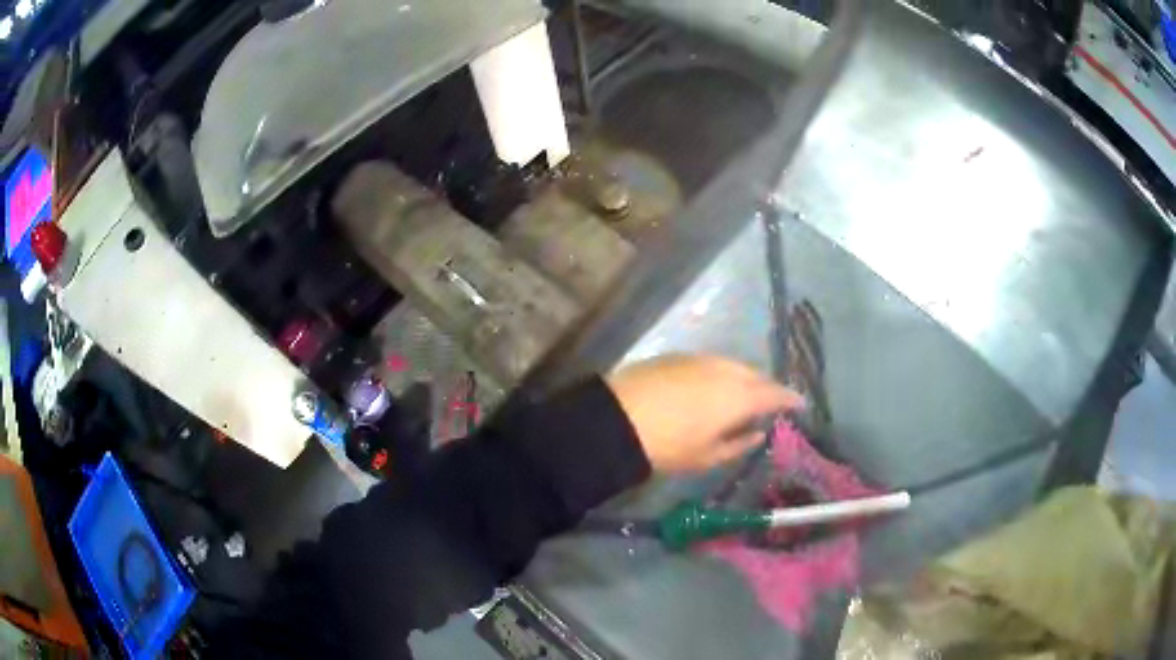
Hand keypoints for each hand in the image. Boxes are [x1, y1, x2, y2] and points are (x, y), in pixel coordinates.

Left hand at [606, 354, 804, 472]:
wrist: (615, 419)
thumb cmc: (668, 446)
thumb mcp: (706, 456)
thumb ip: (738, 444)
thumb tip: (757, 433)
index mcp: (739, 395)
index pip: (775, 393)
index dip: (790, 399)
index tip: (800, 404)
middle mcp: (725, 370)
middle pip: (754, 375)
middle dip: (765, 387)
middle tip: (769, 403)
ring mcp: (699, 358)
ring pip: (731, 366)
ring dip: (742, 379)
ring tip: (740, 396)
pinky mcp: (676, 356)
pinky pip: (709, 363)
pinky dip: (719, 374)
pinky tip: (710, 387)